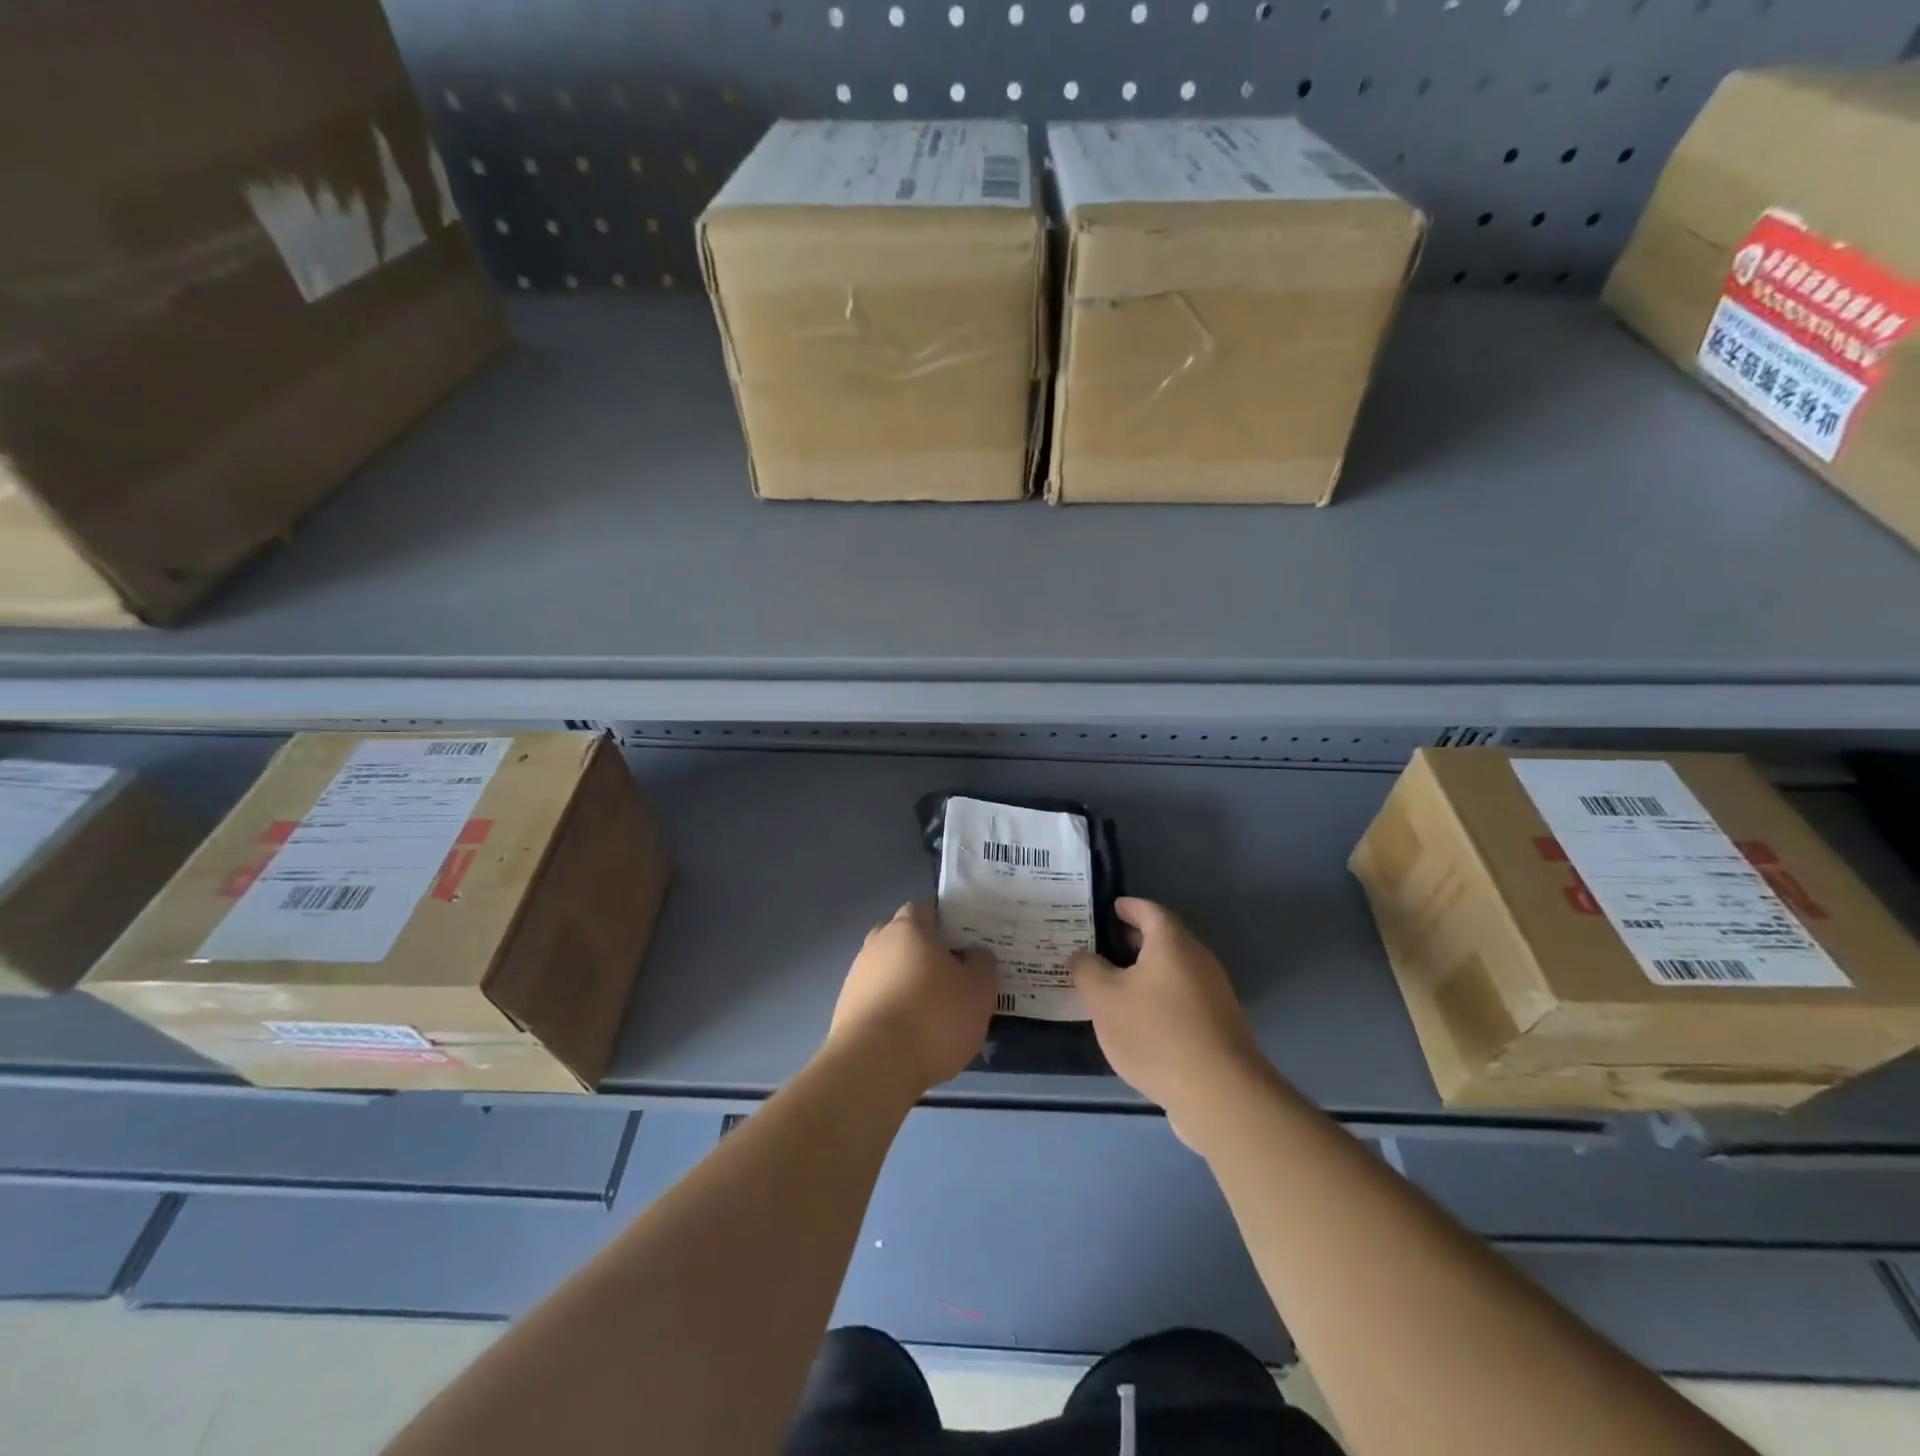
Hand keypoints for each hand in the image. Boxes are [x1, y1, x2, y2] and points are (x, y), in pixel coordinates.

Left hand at [828, 902, 997, 1093]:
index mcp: (909, 926)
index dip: (948, 922)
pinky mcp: (846, 1009)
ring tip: (934, 1014)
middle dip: (927, 953)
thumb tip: (975, 954)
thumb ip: (982, 964)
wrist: (874, 1065)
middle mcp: (877, 942)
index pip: (928, 908)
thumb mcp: (979, 990)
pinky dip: (894, 1010)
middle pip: (906, 938)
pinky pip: (878, 999)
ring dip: (909, 983)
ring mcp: (857, 975)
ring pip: (890, 970)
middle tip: (954, 977)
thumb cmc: (933, 1016)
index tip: (967, 943)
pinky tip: (911, 1035)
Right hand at [1070, 898, 1266, 1147]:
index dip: (1127, 907)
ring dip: (1145, 972)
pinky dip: (1159, 997)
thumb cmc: (1155, 1033)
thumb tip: (1081, 955)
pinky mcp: (1220, 1025)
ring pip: (1174, 970)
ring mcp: (1214, 993)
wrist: (1220, 1094)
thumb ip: (1087, 970)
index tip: (1108, 908)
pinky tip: (1140, 1020)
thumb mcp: (1104, 999)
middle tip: (1101, 946)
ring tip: (1114, 985)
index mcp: (1172, 943)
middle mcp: (1198, 959)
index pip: (1148, 910)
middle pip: (1164, 939)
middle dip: (1133, 940)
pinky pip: (1183, 997)